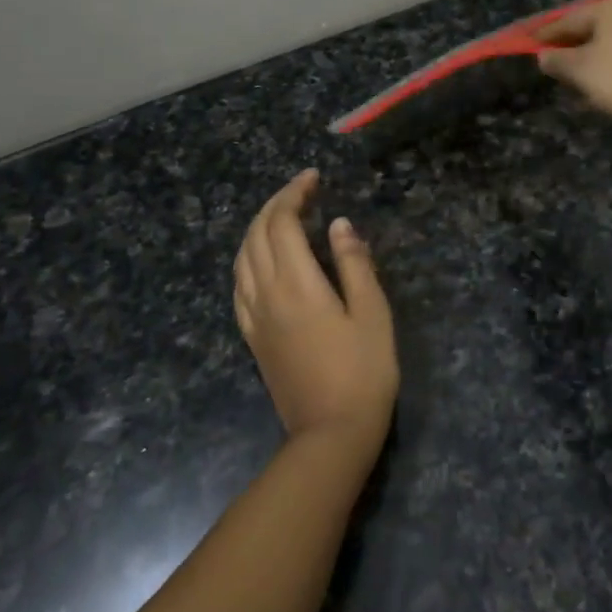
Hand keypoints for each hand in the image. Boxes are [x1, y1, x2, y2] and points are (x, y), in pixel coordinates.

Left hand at [233, 170, 397, 451]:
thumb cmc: (363, 372)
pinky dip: (247, 259)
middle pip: (257, 234)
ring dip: (257, 228)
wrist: (331, 433)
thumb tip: (339, 224)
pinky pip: (238, 286)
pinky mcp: (252, 337)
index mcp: (297, 284)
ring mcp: (254, 317)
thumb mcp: (372, 313)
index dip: (294, 193)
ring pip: (242, 257)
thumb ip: (354, 264)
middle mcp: (266, 293)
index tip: (313, 178)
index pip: (282, 222)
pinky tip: (261, 260)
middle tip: (302, 190)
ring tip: (282, 216)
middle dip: (276, 204)